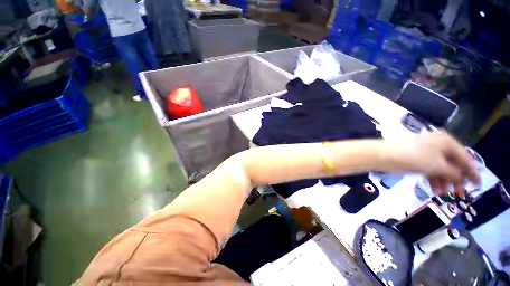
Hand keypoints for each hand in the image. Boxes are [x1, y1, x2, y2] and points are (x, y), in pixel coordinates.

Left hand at [380, 132, 480, 195]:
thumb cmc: (414, 157)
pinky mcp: (416, 160)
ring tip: (445, 194)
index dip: (472, 172)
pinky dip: (434, 179)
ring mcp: (426, 153)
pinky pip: (430, 170)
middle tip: (460, 193)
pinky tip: (435, 190)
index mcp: (446, 142)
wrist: (384, 155)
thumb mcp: (438, 165)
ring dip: (444, 181)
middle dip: (457, 179)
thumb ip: (453, 173)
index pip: (465, 157)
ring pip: (441, 168)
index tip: (478, 185)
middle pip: (453, 163)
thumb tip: (463, 179)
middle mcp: (438, 145)